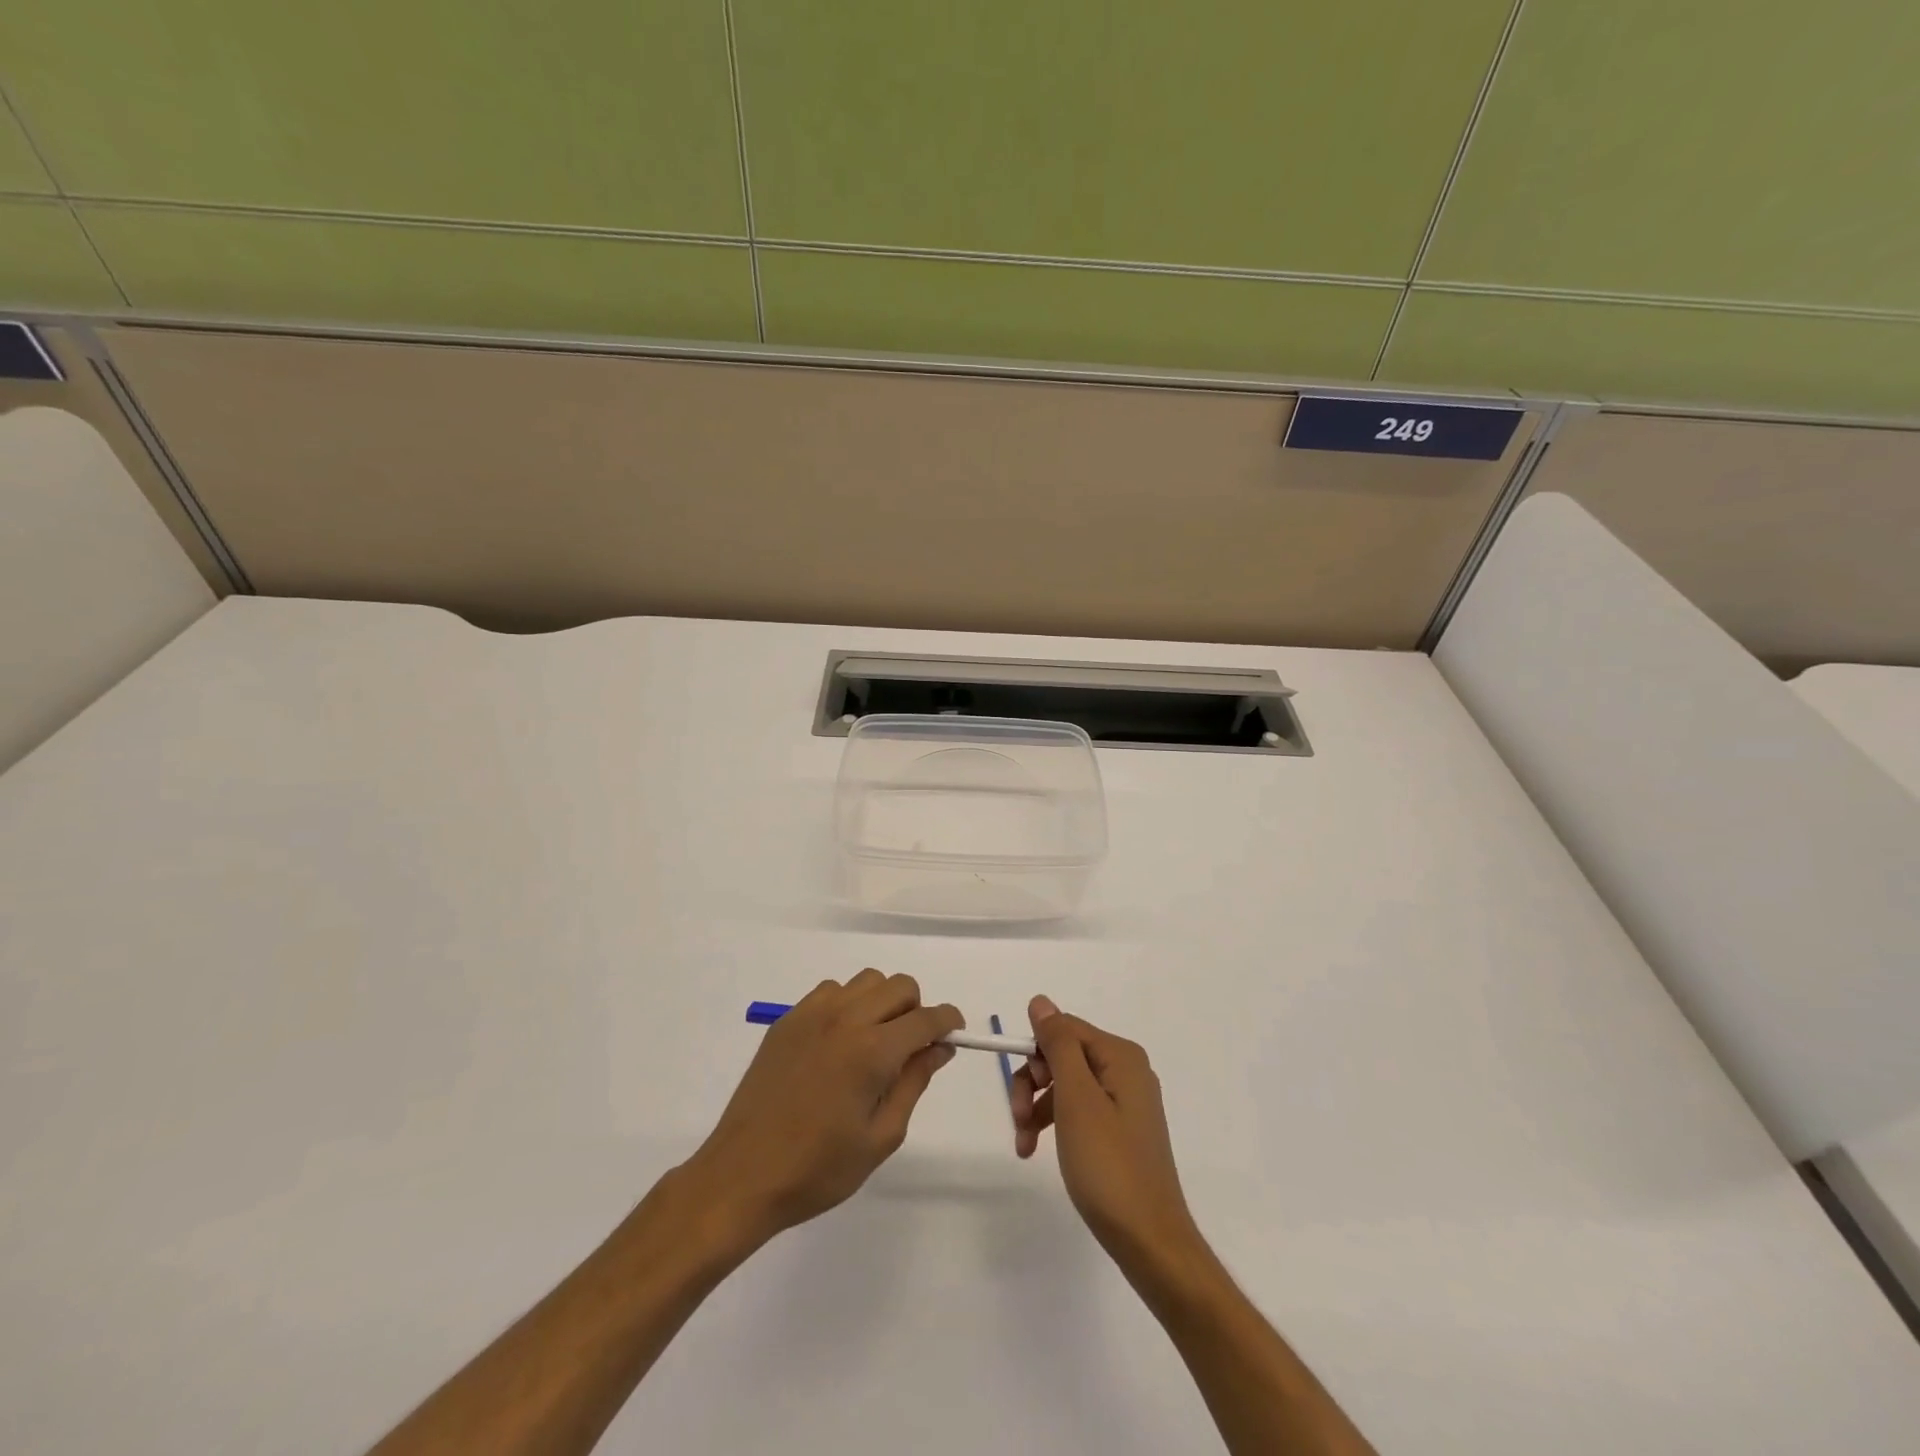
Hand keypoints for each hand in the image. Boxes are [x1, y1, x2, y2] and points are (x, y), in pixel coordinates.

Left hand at [679, 969, 961, 1249]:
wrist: (743, 1176)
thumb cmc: (818, 1169)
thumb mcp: (881, 1137)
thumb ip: (914, 1083)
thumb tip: (939, 1048)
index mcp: (872, 1051)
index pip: (926, 1018)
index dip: (948, 1022)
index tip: (954, 1034)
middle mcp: (846, 1019)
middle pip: (899, 986)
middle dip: (917, 1010)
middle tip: (911, 1048)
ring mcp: (812, 1014)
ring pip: (866, 981)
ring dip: (882, 1002)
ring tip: (873, 1043)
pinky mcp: (788, 1020)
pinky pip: (831, 991)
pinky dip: (847, 1004)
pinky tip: (839, 1042)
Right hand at [1011, 996, 1201, 1273]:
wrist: (1150, 1242)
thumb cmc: (1109, 1166)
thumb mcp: (1076, 1099)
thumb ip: (1058, 1045)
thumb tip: (1041, 1002)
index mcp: (1121, 1056)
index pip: (1064, 1028)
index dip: (1035, 1054)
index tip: (1020, 1091)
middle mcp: (1127, 1070)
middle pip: (1063, 1055)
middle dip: (1033, 1084)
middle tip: (1018, 1120)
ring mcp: (1125, 1101)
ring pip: (1066, 1084)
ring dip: (1037, 1107)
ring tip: (1023, 1144)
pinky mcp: (1120, 1130)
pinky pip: (1078, 1109)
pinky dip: (1054, 1124)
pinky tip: (1036, 1150)